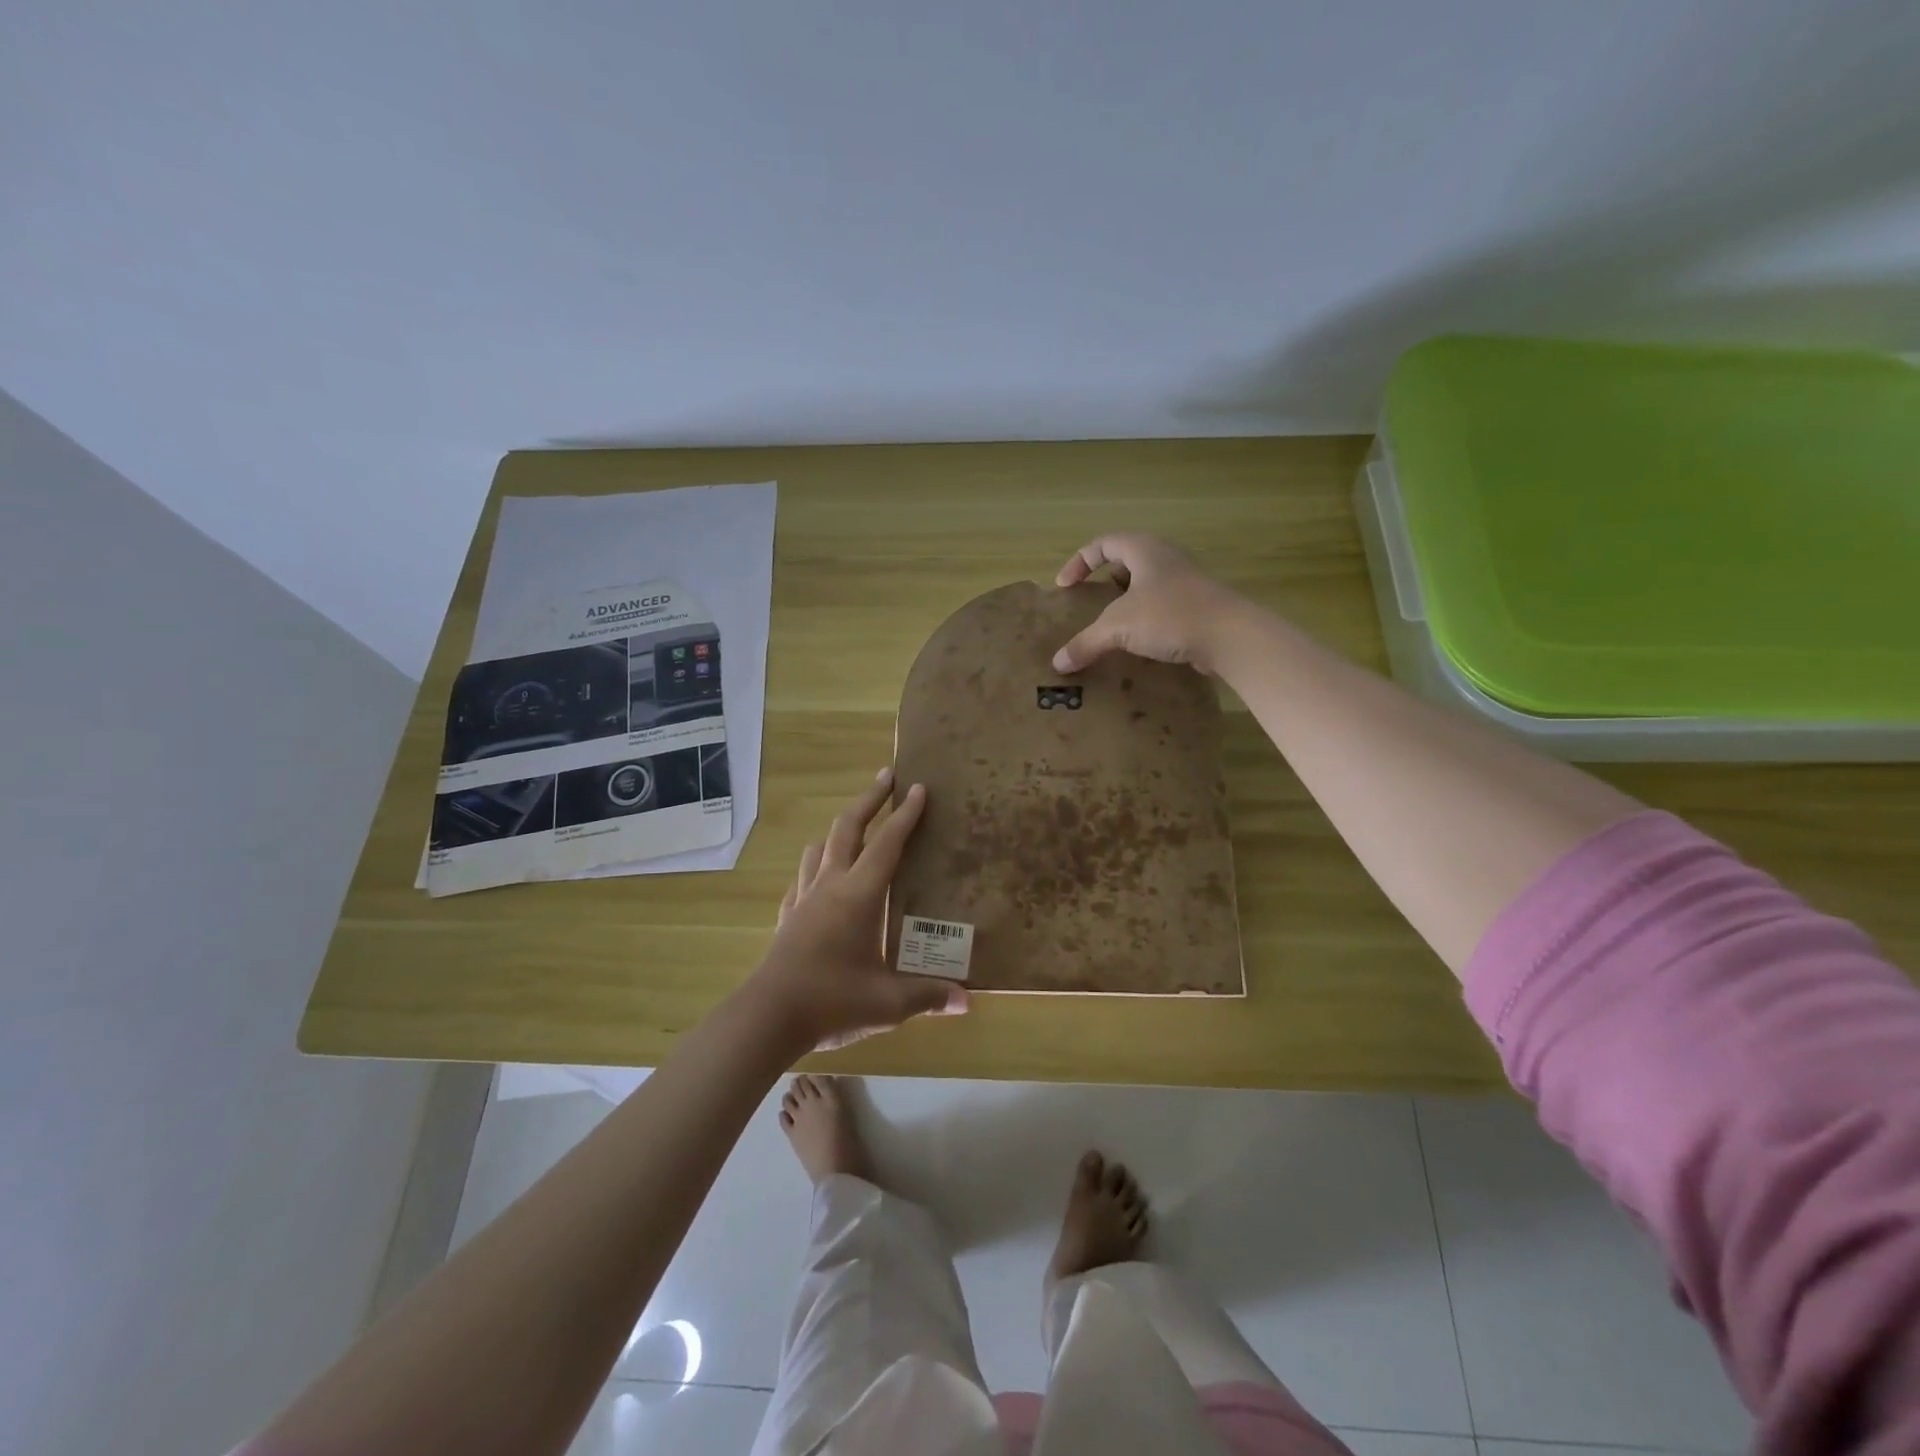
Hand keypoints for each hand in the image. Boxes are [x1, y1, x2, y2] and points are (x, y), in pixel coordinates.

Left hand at [748, 769, 968, 1051]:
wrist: (769, 1017)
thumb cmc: (833, 1001)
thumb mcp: (888, 1003)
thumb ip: (928, 996)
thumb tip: (966, 1003)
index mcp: (859, 895)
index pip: (887, 843)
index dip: (905, 814)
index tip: (917, 787)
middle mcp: (830, 886)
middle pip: (847, 828)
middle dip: (869, 799)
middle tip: (886, 777)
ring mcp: (803, 899)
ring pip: (819, 848)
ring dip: (838, 830)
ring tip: (853, 827)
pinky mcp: (787, 918)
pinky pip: (802, 880)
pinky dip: (815, 868)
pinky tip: (819, 880)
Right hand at [1051, 533, 1255, 675]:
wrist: (1231, 635)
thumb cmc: (1170, 615)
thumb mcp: (1119, 627)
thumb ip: (1086, 642)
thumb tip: (1058, 663)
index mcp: (1144, 549)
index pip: (1102, 544)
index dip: (1079, 563)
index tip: (1065, 587)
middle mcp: (1165, 558)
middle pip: (1126, 561)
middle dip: (1104, 582)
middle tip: (1090, 603)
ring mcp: (1185, 581)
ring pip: (1146, 585)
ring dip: (1126, 603)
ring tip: (1112, 626)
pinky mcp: (1197, 605)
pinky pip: (1163, 606)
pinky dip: (1146, 619)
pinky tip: (1140, 642)